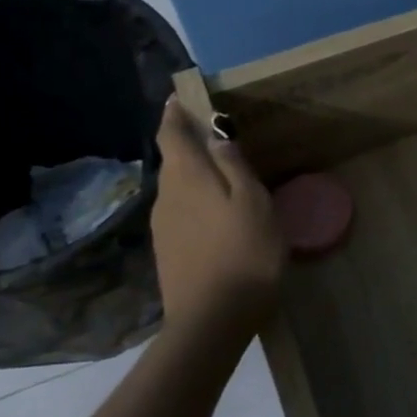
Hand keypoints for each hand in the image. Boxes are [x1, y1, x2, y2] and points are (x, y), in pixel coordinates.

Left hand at [151, 97, 286, 337]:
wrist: (212, 320)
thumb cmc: (243, 252)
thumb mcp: (252, 201)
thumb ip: (234, 165)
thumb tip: (217, 133)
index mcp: (186, 177)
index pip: (171, 134)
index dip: (174, 113)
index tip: (180, 96)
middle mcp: (166, 196)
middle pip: (172, 160)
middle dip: (188, 143)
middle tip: (216, 134)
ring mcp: (163, 226)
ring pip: (177, 187)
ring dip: (193, 174)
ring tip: (222, 173)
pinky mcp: (168, 251)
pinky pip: (180, 211)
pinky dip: (195, 200)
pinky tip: (216, 212)